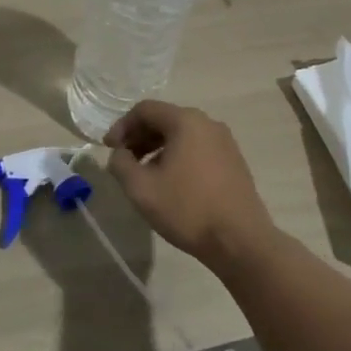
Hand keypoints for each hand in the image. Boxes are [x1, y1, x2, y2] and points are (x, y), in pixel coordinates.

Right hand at [104, 100, 274, 272]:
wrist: (241, 241)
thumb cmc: (188, 209)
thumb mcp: (141, 189)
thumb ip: (120, 164)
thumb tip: (119, 154)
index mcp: (186, 121)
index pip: (145, 110)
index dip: (122, 126)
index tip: (109, 149)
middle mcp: (208, 123)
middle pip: (164, 119)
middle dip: (139, 137)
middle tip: (123, 161)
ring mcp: (225, 142)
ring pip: (182, 135)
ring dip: (157, 148)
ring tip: (144, 174)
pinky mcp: (234, 161)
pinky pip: (198, 148)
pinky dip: (178, 157)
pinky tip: (171, 182)